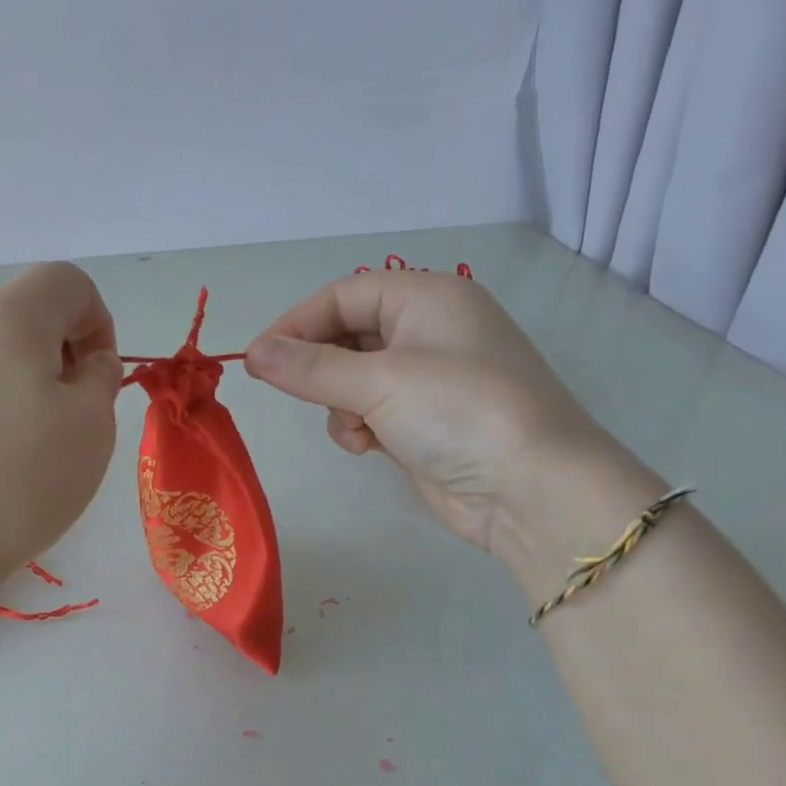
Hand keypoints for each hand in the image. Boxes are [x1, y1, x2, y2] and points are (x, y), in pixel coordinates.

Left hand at [0, 263, 122, 597]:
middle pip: (20, 317)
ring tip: (19, 453)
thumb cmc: (17, 484)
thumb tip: (88, 361)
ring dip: (15, 387)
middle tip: (65, 419)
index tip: (97, 379)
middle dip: (56, 356)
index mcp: (6, 320)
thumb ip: (101, 378)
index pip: (65, 281)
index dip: (98, 320)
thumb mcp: (92, 429)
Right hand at [244, 270, 609, 553]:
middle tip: (292, 392)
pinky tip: (369, 447)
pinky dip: (360, 427)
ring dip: (339, 404)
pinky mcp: (424, 421)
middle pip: (346, 335)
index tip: (257, 358)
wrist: (531, 490)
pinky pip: (370, 411)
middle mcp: (428, 330)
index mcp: (427, 298)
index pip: (343, 295)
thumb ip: (309, 366)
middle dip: (320, 369)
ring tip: (356, 429)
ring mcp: (428, 378)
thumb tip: (253, 353)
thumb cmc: (458, 412)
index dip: (296, 323)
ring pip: (352, 378)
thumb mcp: (378, 381)